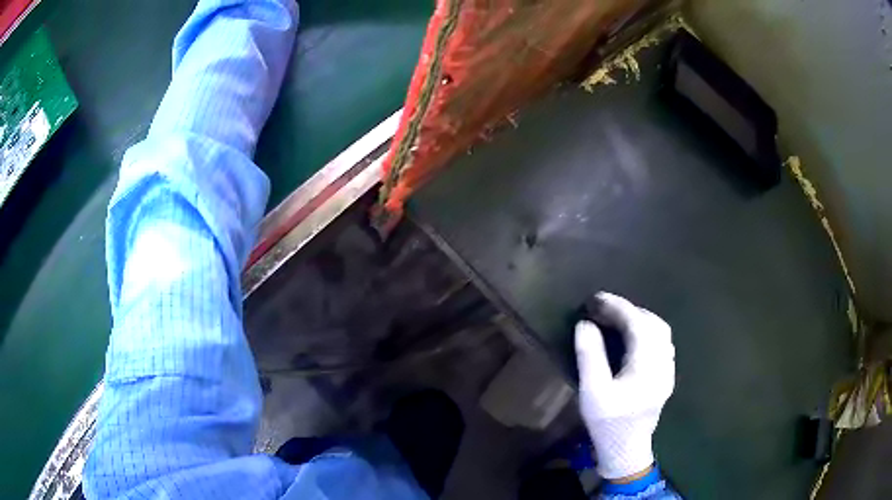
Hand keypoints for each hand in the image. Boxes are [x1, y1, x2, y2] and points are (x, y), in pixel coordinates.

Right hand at [575, 292, 674, 480]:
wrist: (626, 450)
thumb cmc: (607, 423)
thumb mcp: (592, 392)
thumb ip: (590, 356)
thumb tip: (585, 324)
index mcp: (647, 365)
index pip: (638, 324)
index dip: (618, 307)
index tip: (597, 299)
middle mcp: (663, 363)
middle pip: (654, 324)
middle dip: (630, 311)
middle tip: (604, 309)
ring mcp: (667, 371)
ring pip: (661, 333)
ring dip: (640, 320)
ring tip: (617, 320)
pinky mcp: (665, 377)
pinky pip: (662, 344)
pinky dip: (647, 333)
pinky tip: (632, 340)